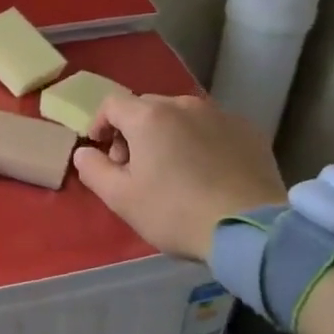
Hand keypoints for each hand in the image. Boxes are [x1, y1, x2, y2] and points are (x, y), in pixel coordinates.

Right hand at [73, 94, 287, 260]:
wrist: (248, 228)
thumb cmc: (174, 212)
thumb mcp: (120, 198)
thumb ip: (93, 170)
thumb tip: (84, 152)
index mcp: (148, 117)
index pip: (112, 104)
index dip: (100, 124)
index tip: (102, 152)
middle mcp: (184, 105)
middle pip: (147, 107)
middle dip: (133, 131)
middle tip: (135, 167)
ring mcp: (221, 115)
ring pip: (181, 116)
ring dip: (167, 135)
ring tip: (172, 170)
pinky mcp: (249, 131)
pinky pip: (212, 127)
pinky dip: (200, 141)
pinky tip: (205, 172)